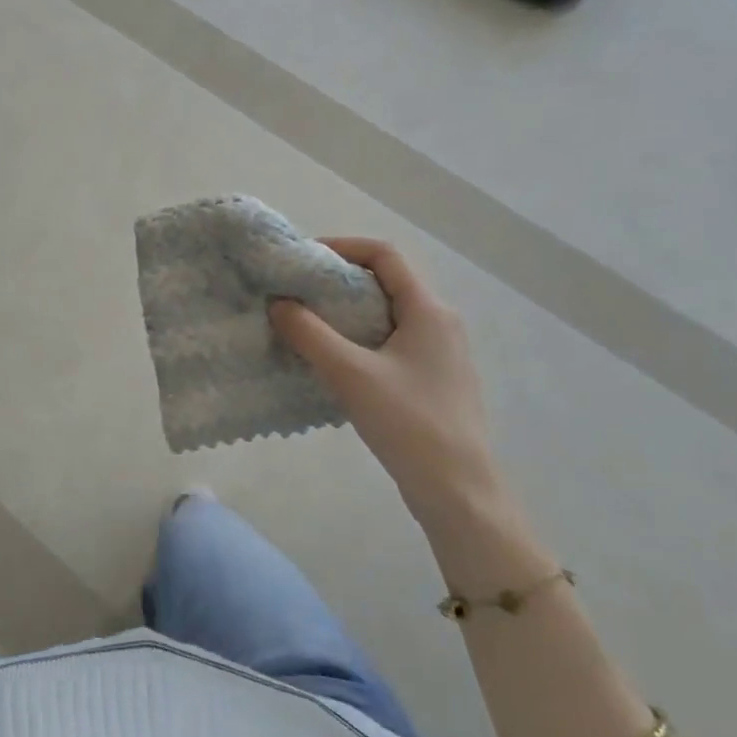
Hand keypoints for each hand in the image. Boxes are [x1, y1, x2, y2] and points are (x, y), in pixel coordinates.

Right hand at [270, 238, 497, 522]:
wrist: (458, 490)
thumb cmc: (409, 423)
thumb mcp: (351, 374)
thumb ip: (310, 334)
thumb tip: (278, 303)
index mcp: (428, 310)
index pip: (384, 255)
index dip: (342, 246)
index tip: (303, 259)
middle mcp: (440, 322)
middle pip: (385, 282)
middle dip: (338, 281)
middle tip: (297, 291)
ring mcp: (440, 352)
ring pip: (387, 314)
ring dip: (346, 312)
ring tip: (307, 323)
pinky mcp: (432, 379)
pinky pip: (391, 341)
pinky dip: (359, 338)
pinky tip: (333, 361)